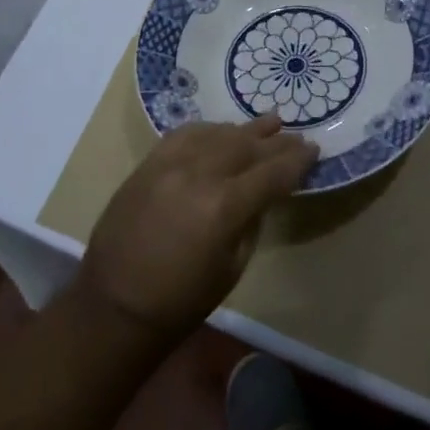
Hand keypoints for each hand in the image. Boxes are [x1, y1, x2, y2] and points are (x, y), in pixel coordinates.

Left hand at [77, 116, 315, 344]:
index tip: (314, 150)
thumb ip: (251, 221)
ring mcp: (169, 165)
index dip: (297, 161)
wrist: (114, 305)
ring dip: (244, 130)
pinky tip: (221, 131)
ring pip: (217, 134)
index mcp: (224, 207)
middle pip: (247, 146)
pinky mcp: (148, 165)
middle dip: (275, 141)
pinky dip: (208, 130)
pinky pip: (184, 135)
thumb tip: (262, 193)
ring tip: (268, 124)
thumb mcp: (233, 267)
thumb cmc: (182, 299)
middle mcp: (199, 175)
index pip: (272, 173)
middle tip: (296, 135)